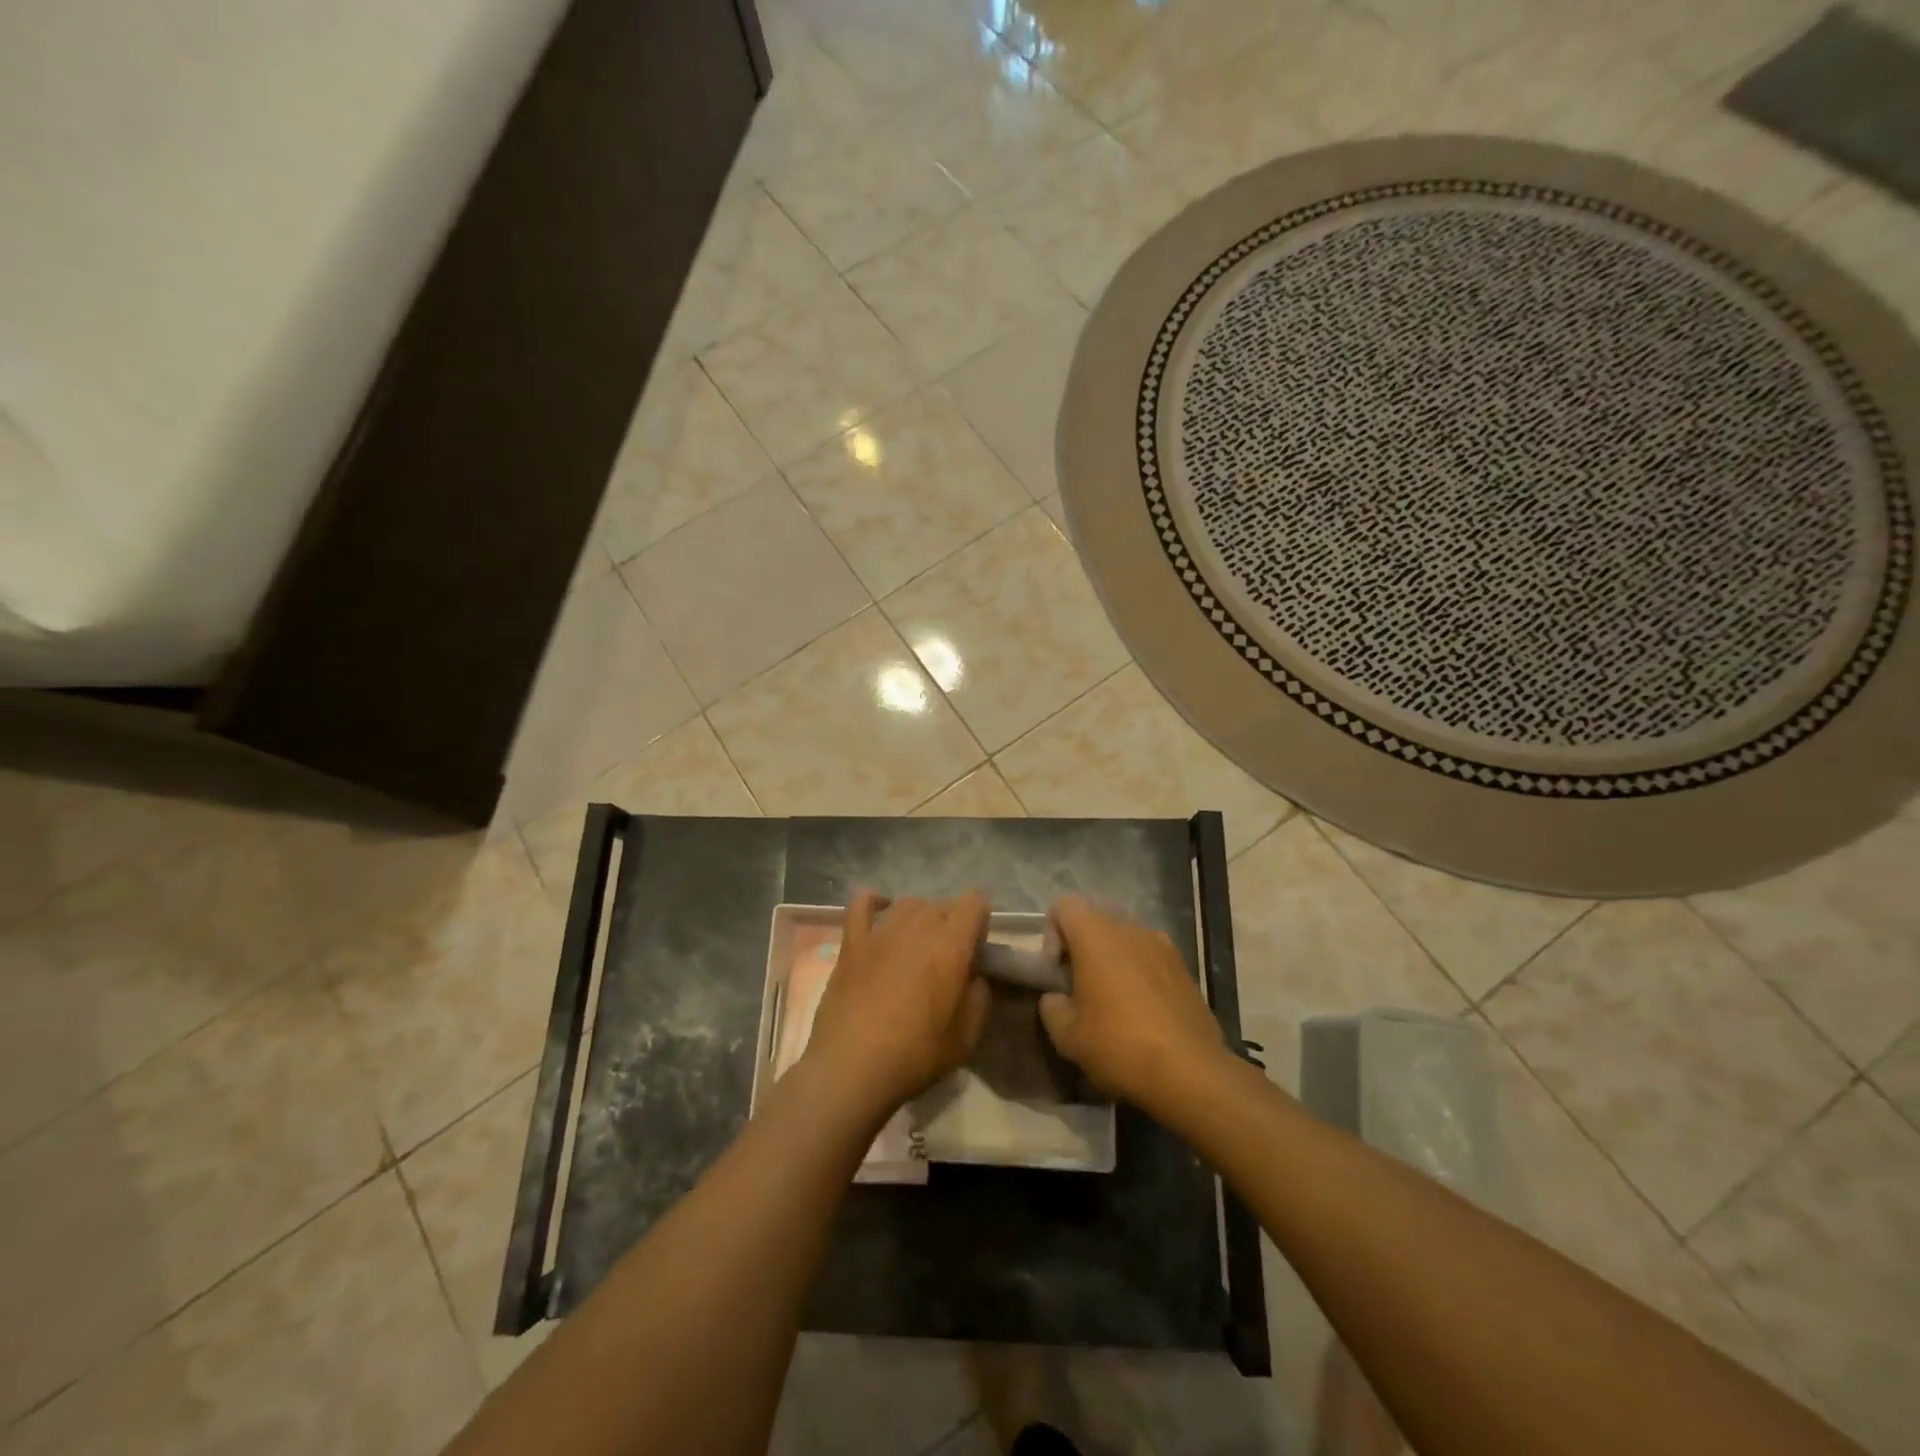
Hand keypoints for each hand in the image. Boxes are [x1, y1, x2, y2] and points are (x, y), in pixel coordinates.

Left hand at [804, 891, 991, 1122]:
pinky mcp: (852, 943)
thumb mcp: (967, 1037)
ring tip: (920, 942)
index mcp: (951, 946)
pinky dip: (873, 902)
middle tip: (949, 956)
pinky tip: (880, 910)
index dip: (981, 919)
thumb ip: (979, 996)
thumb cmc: (915, 1054)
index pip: (974, 903)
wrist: (852, 1067)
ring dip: (921, 916)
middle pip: (942, 904)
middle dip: (952, 922)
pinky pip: (861, 905)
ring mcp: (881, 932)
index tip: (977, 948)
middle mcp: (918, 928)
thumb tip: (974, 976)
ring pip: (908, 903)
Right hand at [1038, 895, 1225, 1114]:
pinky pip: (1148, 955)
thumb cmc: (1119, 1046)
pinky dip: (1138, 971)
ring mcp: (1161, 944)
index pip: (1063, 906)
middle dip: (1081, 947)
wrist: (1191, 1072)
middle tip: (1079, 988)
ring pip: (1123, 937)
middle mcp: (1129, 928)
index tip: (1057, 971)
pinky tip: (1142, 1010)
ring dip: (1111, 958)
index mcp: (1095, 935)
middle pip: (1094, 919)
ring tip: (1112, 1001)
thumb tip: (1055, 997)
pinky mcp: (1183, 966)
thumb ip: (1051, 1006)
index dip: (1052, 934)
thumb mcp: (1067, 1036)